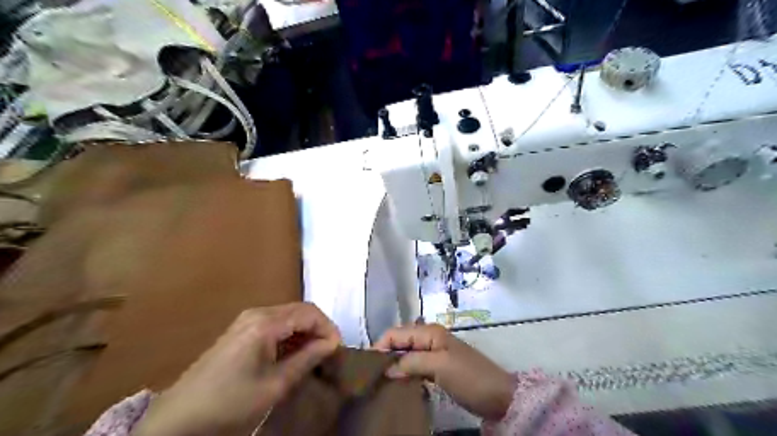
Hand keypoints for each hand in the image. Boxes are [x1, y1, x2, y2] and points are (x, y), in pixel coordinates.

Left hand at [133, 302, 341, 435]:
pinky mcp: (241, 330)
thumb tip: (332, 343)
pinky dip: (290, 335)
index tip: (338, 349)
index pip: (310, 313)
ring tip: (315, 354)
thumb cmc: (230, 402)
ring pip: (289, 316)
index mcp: (266, 322)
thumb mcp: (275, 384)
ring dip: (305, 331)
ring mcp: (247, 320)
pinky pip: (275, 323)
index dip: (328, 328)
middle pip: (300, 310)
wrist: (179, 418)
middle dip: (319, 328)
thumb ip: (307, 358)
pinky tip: (294, 353)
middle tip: (330, 352)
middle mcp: (257, 313)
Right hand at [373, 323, 514, 417]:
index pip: (396, 333)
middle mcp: (429, 338)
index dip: (380, 345)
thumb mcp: (439, 367)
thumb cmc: (469, 376)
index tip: (367, 365)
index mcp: (429, 332)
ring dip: (394, 364)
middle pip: (400, 341)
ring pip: (406, 353)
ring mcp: (434, 353)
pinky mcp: (438, 367)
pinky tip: (397, 383)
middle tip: (371, 374)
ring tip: (380, 380)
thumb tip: (387, 369)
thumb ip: (412, 363)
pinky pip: (415, 365)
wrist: (498, 395)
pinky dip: (404, 372)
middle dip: (385, 353)